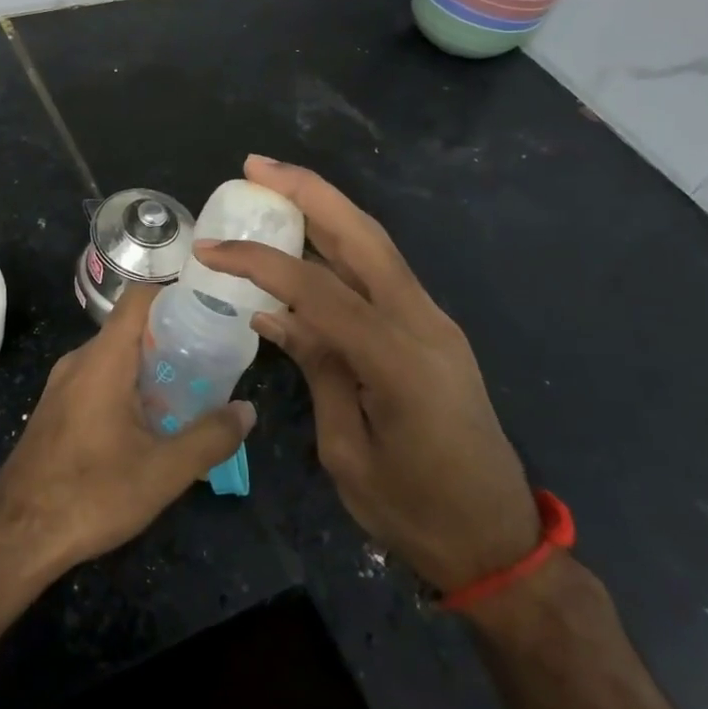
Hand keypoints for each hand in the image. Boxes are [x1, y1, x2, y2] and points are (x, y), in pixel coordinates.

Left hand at [0, 283, 255, 574]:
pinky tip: (148, 422)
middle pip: (130, 328)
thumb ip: (210, 438)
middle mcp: (79, 361)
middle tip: (211, 357)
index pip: (139, 298)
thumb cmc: (92, 494)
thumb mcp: (163, 471)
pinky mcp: (55, 410)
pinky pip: (97, 380)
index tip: (208, 306)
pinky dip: (127, 386)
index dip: (174, 293)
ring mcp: (61, 385)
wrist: (17, 535)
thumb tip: (247, 410)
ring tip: (188, 390)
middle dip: (171, 338)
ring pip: (113, 358)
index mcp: (103, 359)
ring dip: (149, 367)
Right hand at [195, 156, 538, 591]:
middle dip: (308, 192)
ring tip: (276, 185)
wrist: (498, 542)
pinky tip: (308, 242)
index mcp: (398, 360)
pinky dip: (341, 246)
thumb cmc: (415, 512)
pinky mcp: (433, 329)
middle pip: (362, 236)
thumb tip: (274, 315)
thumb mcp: (347, 450)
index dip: (259, 262)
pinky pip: (381, 273)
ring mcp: (435, 322)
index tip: (209, 250)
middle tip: (256, 166)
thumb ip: (318, 369)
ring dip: (326, 208)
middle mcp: (424, 323)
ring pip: (376, 245)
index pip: (317, 289)